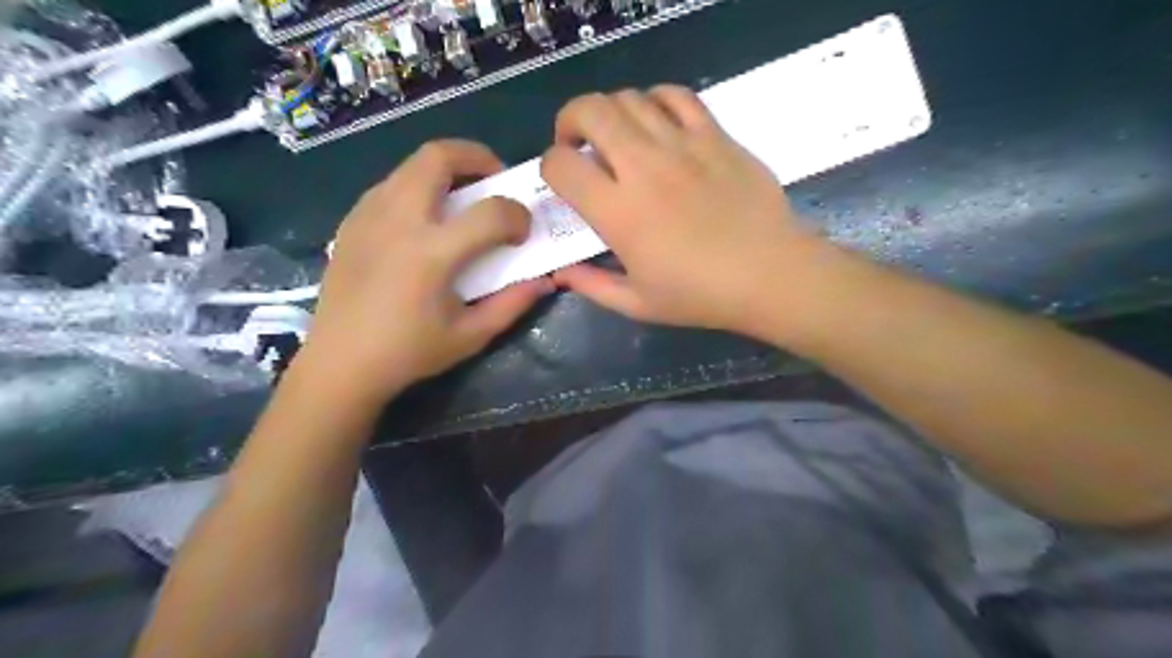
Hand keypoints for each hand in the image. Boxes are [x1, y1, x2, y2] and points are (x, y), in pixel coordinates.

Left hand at [293, 139, 548, 405]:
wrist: (339, 363)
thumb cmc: (409, 353)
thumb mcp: (471, 336)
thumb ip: (513, 304)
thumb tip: (546, 281)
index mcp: (432, 253)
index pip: (491, 211)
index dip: (518, 215)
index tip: (523, 231)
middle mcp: (399, 220)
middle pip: (439, 157)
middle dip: (477, 156)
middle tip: (495, 179)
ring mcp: (369, 215)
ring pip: (411, 164)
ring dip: (446, 169)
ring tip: (463, 197)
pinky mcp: (351, 221)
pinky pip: (391, 184)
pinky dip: (418, 185)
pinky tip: (425, 219)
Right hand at [541, 85, 831, 335]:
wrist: (770, 275)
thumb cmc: (701, 295)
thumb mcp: (638, 304)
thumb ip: (592, 285)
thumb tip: (560, 274)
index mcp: (619, 212)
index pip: (561, 165)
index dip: (549, 168)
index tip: (562, 183)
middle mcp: (643, 167)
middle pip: (589, 111)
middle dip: (570, 121)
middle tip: (578, 145)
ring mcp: (682, 145)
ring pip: (629, 98)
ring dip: (610, 112)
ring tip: (617, 137)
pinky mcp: (715, 136)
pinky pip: (677, 96)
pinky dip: (655, 99)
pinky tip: (657, 122)